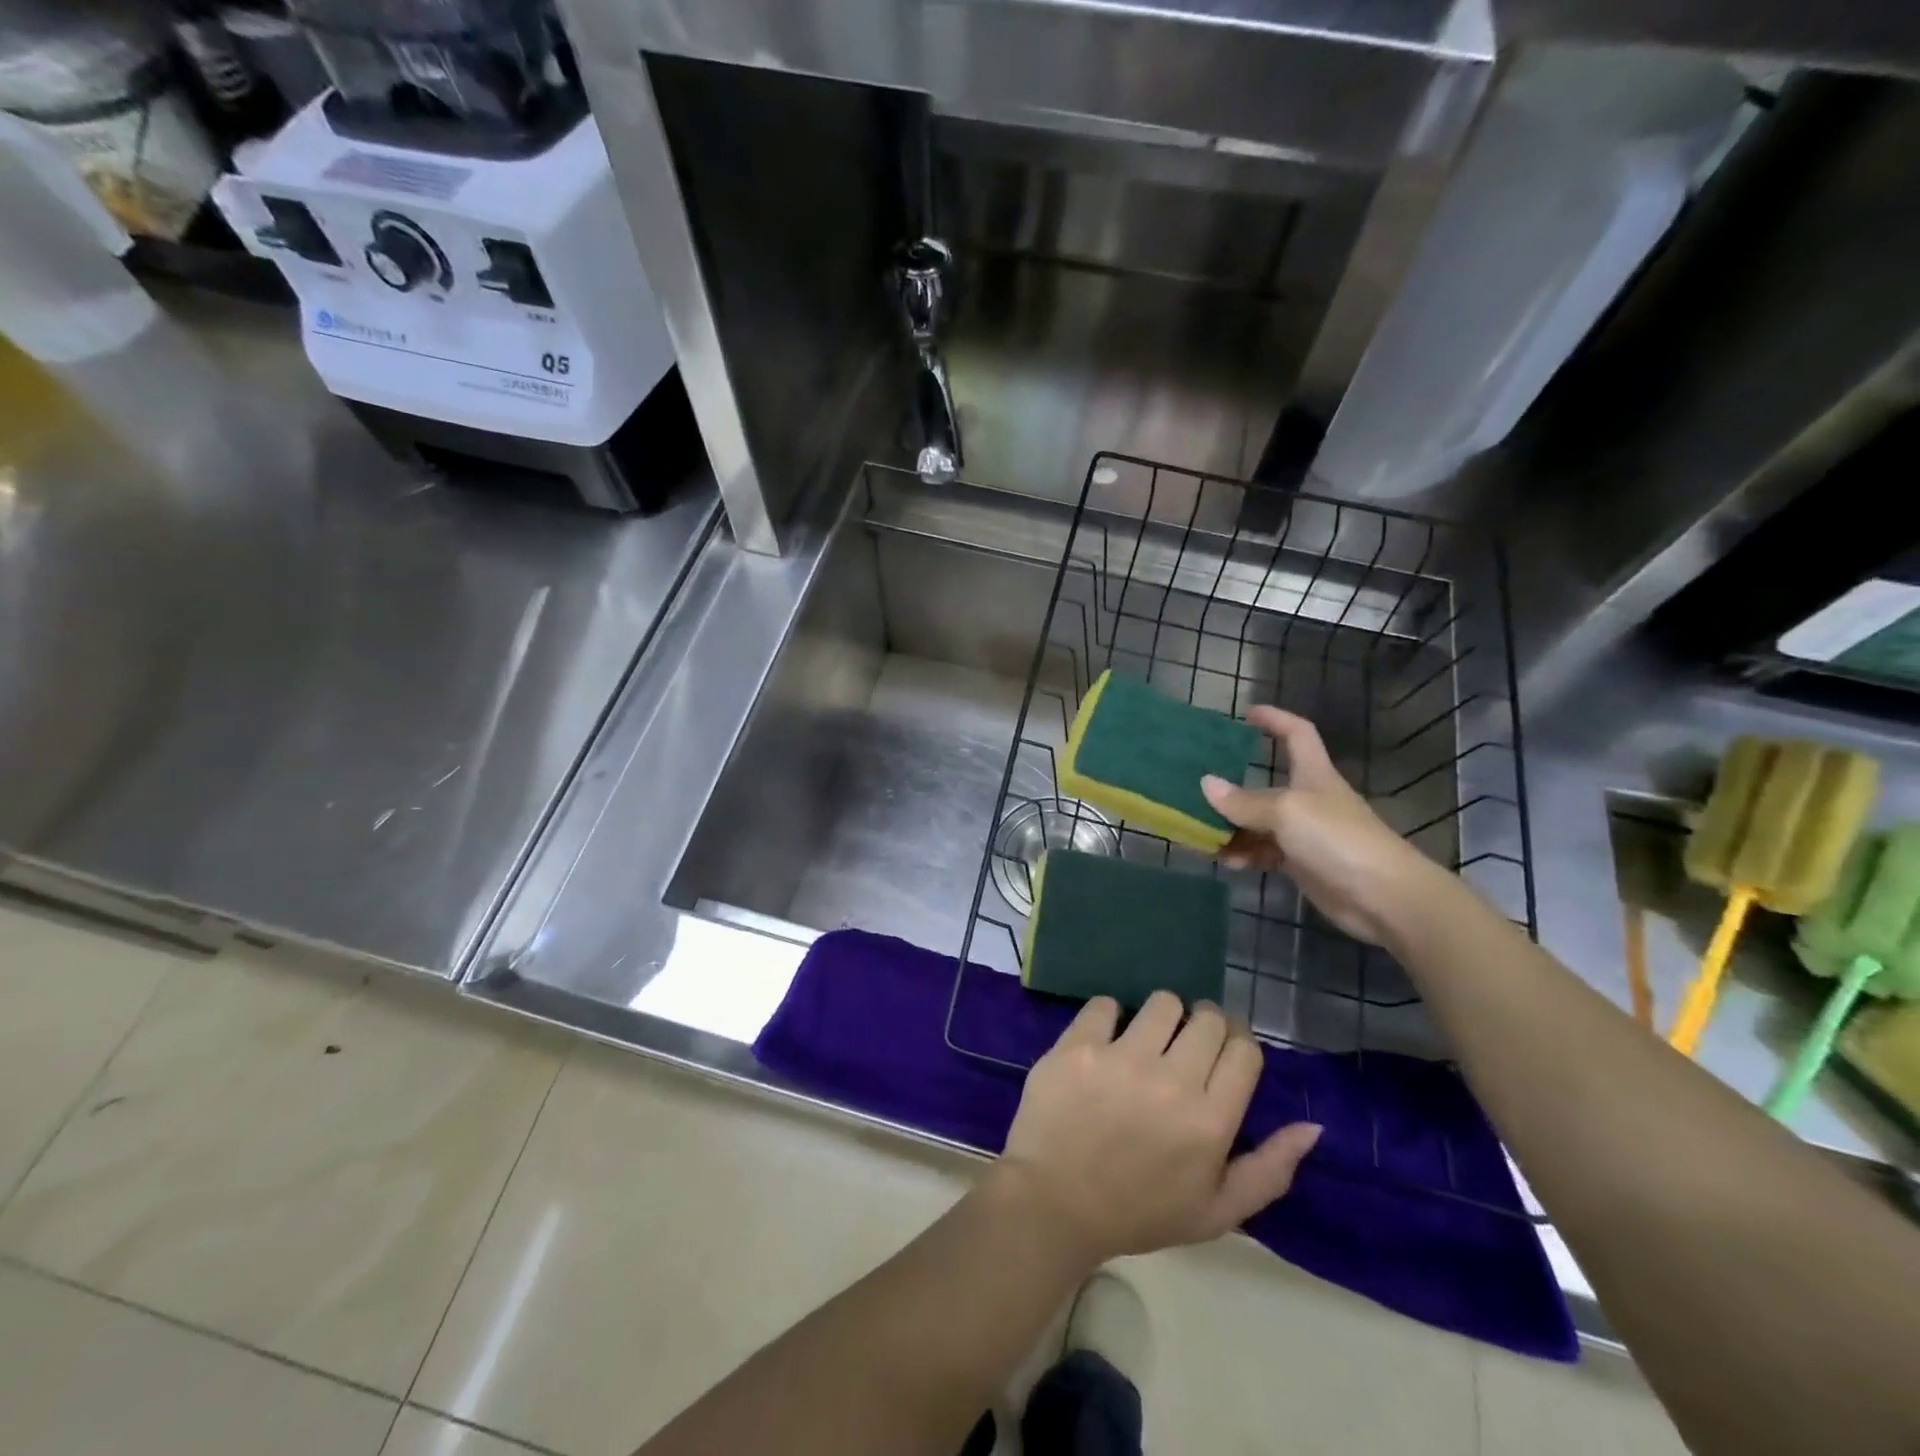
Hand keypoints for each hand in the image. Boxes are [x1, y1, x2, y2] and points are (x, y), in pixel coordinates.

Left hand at [994, 992, 1320, 1268]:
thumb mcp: (1216, 1212)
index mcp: (1211, 1122)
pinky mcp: (1078, 1045)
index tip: (1222, 1049)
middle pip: (1207, 1019)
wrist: (1054, 1203)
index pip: (1244, 1050)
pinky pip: (1105, 1004)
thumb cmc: (1139, 1211)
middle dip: (1204, 1025)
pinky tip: (1104, 1039)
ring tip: (1147, 1039)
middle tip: (1185, 1044)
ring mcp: (1122, 1058)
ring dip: (1161, 1016)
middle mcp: (1172, 1081)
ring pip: (1162, 1002)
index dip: (1237, 1042)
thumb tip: (1312, 1125)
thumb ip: (1270, 1170)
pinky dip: (1109, 1016)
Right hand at [1201, 706, 1438, 946]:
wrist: (1383, 896)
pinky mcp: (1302, 864)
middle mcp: (1308, 799)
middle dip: (1232, 788)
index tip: (1247, 713)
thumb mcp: (1286, 812)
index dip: (1275, 719)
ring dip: (1231, 828)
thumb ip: (1244, 801)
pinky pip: (1264, 852)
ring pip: (1258, 823)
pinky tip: (1226, 862)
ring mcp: (1305, 833)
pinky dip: (1244, 854)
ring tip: (1202, 835)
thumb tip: (1206, 784)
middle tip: (1197, 790)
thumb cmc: (1337, 839)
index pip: (1297, 734)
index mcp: (1313, 774)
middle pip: (1265, 785)